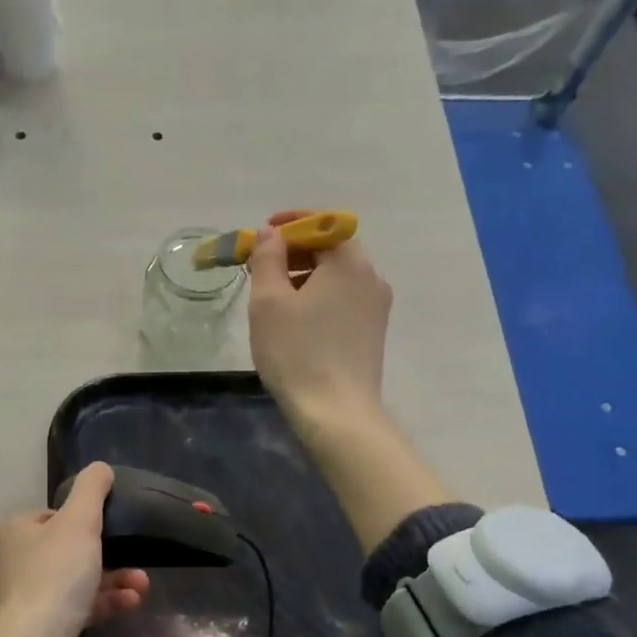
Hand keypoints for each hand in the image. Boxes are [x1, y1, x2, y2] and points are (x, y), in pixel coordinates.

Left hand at [0, 461, 148, 636]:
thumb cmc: (56, 573)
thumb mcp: (80, 521)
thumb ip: (91, 490)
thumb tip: (100, 468)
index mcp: (13, 532)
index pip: (52, 515)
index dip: (82, 520)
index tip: (107, 528)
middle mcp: (13, 562)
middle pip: (68, 549)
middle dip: (109, 554)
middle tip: (136, 559)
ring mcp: (25, 596)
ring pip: (77, 579)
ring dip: (113, 579)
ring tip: (141, 584)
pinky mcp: (40, 626)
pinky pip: (77, 605)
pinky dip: (103, 601)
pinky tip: (131, 602)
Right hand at [248, 209, 393, 436]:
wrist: (336, 412)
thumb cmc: (296, 351)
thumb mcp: (269, 301)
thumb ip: (268, 258)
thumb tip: (271, 232)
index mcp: (349, 263)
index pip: (322, 225)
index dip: (290, 225)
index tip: (262, 233)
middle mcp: (371, 278)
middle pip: (332, 250)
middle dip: (295, 251)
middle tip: (261, 267)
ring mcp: (376, 307)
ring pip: (337, 277)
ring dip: (305, 275)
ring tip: (273, 297)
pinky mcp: (373, 332)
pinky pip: (343, 299)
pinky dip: (319, 297)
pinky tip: (296, 320)